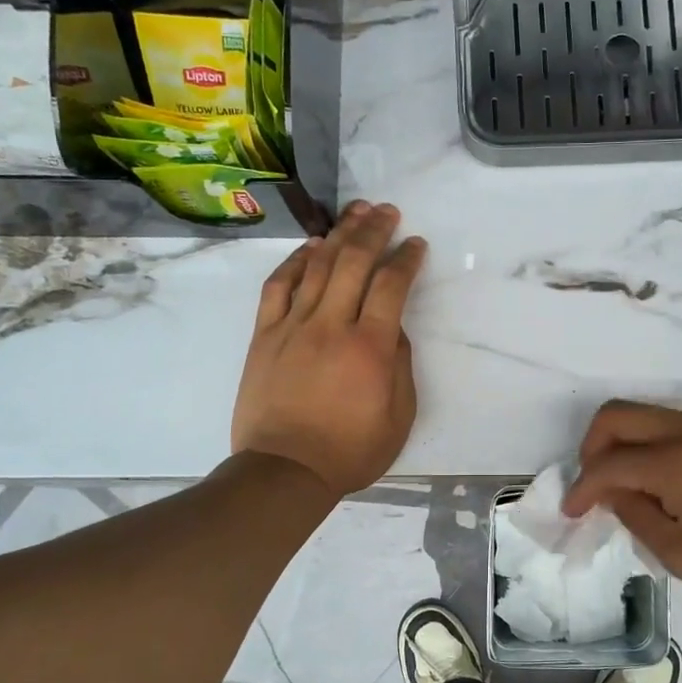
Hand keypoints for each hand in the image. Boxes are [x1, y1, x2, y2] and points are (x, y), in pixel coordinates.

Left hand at [232, 202, 426, 497]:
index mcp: (370, 348)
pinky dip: (296, 261)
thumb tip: (392, 328)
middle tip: (388, 211)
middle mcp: (331, 325)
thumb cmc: (350, 451)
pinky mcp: (265, 335)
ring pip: (317, 266)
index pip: (392, 285)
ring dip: (339, 233)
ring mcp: (293, 327)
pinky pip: (279, 286)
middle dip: (374, 229)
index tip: (416, 244)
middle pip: (354, 262)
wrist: (284, 471)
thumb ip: (400, 365)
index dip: (406, 258)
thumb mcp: (399, 416)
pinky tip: (311, 247)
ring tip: (355, 212)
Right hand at [562, 401, 681, 604]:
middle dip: (592, 447)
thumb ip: (636, 515)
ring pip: (643, 415)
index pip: (608, 463)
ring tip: (623, 488)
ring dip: (621, 444)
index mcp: (675, 462)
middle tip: (593, 486)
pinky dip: (647, 445)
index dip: (582, 488)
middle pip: (617, 415)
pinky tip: (656, 482)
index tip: (572, 513)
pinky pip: (668, 424)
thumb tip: (612, 493)